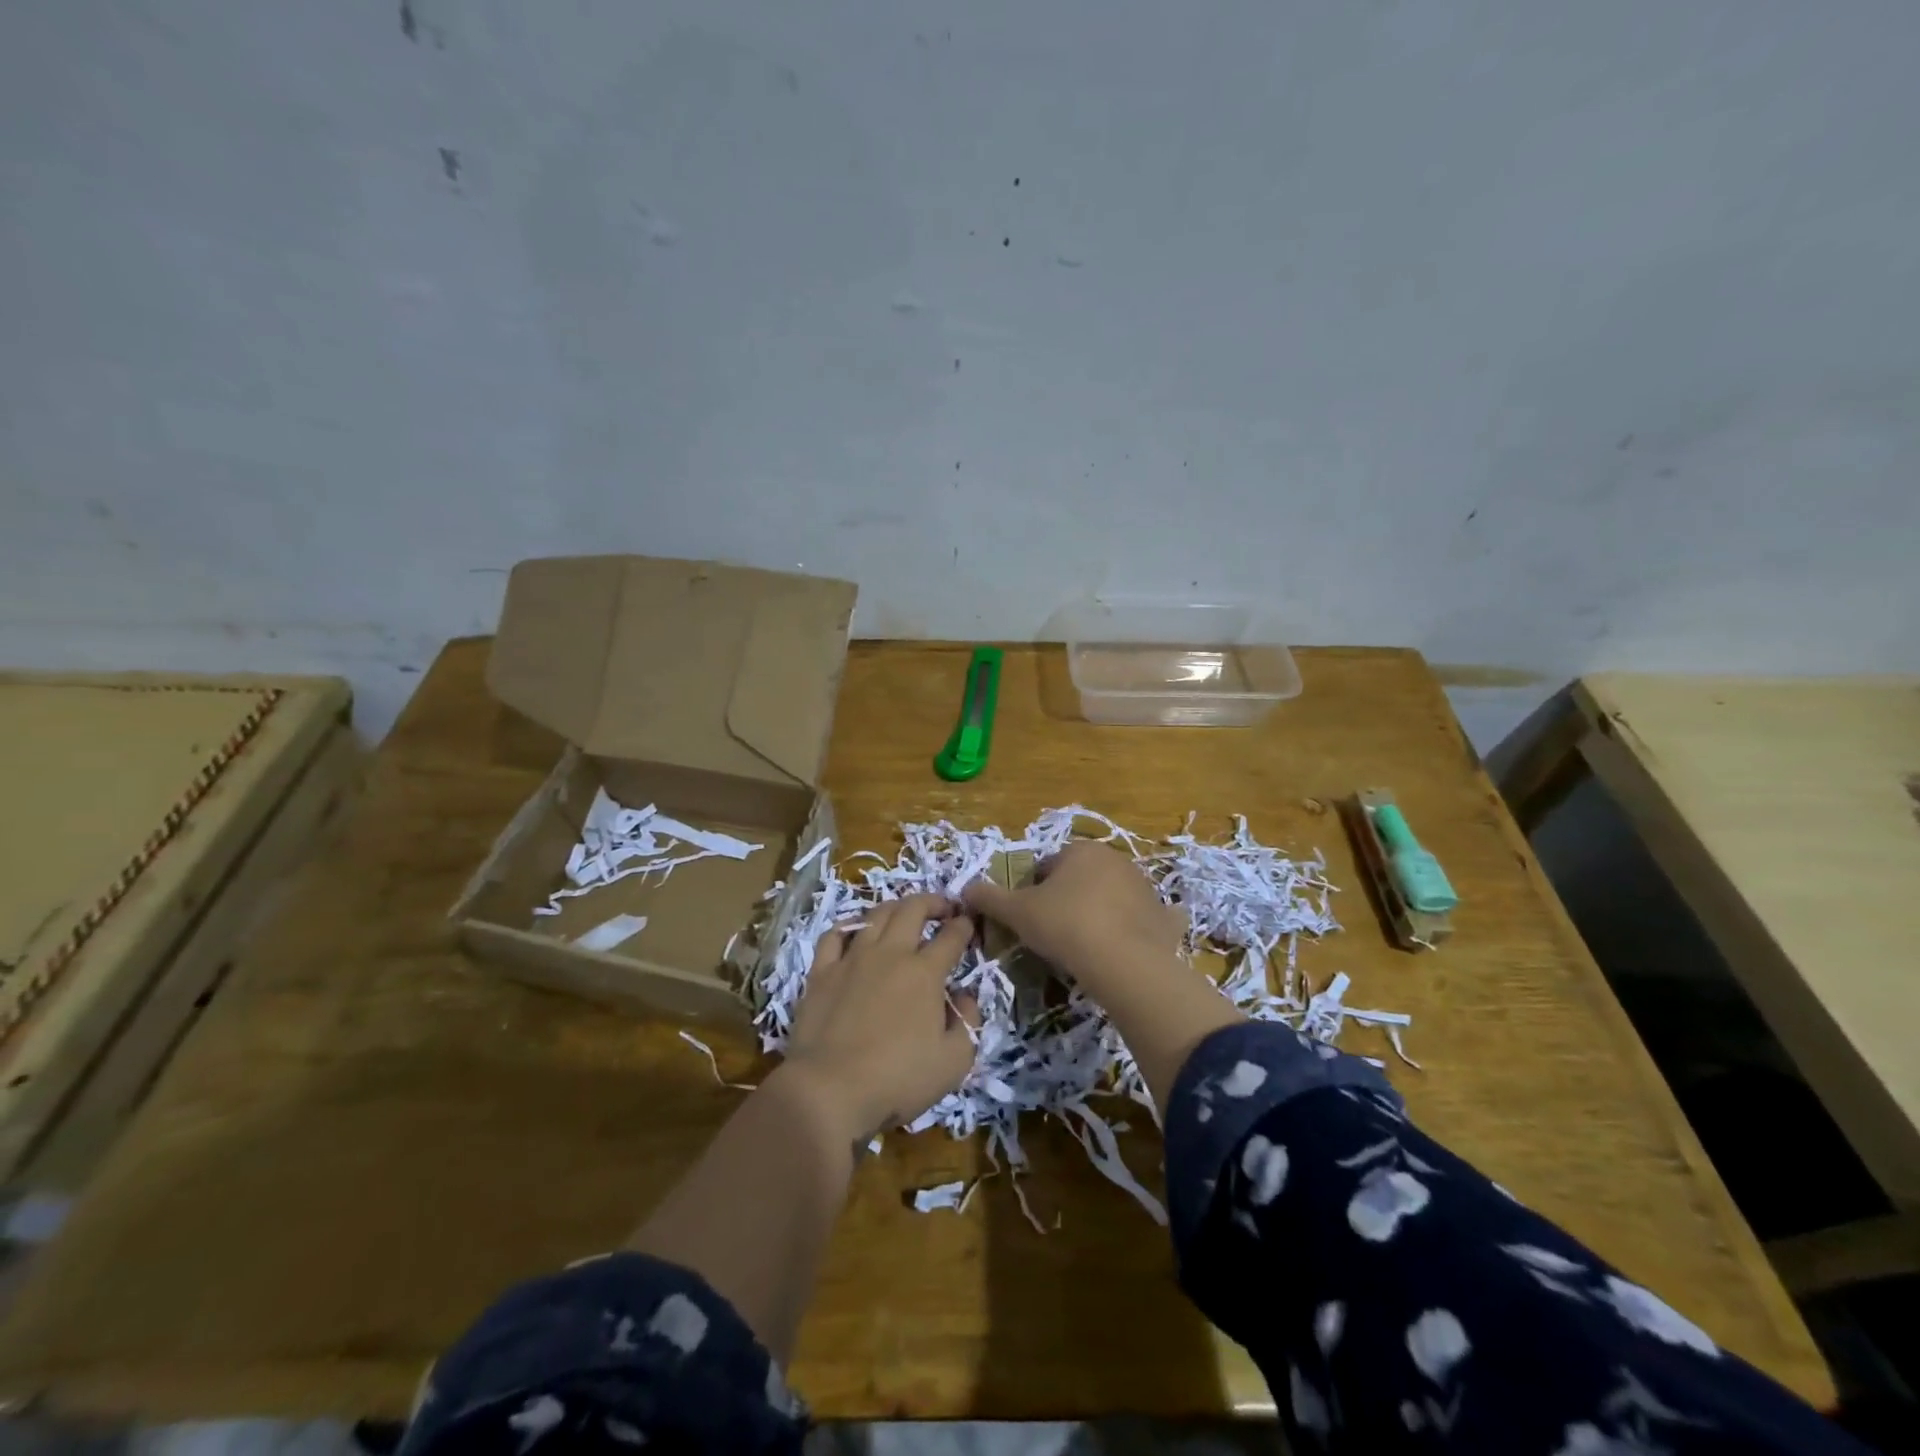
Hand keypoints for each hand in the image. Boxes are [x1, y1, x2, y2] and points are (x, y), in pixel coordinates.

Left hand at [779, 893, 981, 1141]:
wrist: (830, 1090)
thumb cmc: (898, 1079)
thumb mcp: (954, 1062)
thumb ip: (968, 1022)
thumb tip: (965, 996)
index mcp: (925, 973)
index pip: (951, 937)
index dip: (964, 926)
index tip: (969, 922)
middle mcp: (891, 954)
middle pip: (913, 909)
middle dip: (933, 902)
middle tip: (943, 907)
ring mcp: (853, 959)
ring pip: (876, 915)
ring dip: (896, 907)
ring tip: (904, 913)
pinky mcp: (822, 972)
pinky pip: (835, 935)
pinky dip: (850, 926)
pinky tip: (856, 930)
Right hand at [961, 841, 1187, 989]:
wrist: (1124, 961)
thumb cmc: (1065, 925)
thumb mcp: (1017, 912)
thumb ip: (989, 898)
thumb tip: (965, 889)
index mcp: (1080, 850)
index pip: (1046, 867)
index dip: (1033, 893)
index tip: (1030, 919)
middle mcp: (1115, 859)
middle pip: (1080, 879)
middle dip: (1067, 900)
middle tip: (1055, 935)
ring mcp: (1143, 886)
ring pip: (1110, 897)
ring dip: (1098, 913)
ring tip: (1085, 948)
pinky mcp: (1162, 915)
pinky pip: (1144, 919)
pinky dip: (1135, 930)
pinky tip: (1124, 951)